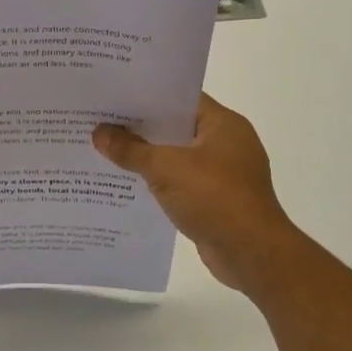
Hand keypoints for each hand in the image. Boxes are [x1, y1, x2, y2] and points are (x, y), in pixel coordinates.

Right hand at [93, 93, 306, 296]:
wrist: (252, 254)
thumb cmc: (215, 198)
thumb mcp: (166, 169)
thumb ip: (131, 149)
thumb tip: (99, 132)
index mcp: (223, 124)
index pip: (180, 98)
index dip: (147, 96)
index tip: (114, 96)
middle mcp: (227, 143)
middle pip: (176, 127)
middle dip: (140, 127)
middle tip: (100, 121)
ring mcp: (224, 173)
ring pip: (177, 157)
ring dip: (148, 157)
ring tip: (106, 151)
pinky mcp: (217, 200)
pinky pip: (180, 182)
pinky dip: (158, 183)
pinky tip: (128, 184)